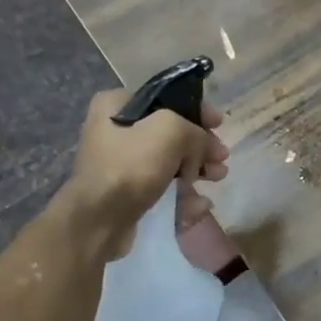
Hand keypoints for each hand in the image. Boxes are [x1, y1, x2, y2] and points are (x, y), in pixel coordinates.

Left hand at [59, 89, 228, 260]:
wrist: (99, 222)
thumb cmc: (131, 166)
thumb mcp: (170, 130)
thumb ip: (194, 129)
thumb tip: (202, 146)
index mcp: (116, 105)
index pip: (165, 98)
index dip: (196, 110)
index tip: (219, 124)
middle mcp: (114, 130)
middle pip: (170, 132)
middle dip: (200, 145)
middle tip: (221, 157)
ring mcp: (120, 163)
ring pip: (170, 160)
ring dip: (197, 169)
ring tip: (218, 178)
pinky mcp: (127, 192)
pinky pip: (162, 187)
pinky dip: (182, 193)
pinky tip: (200, 204)